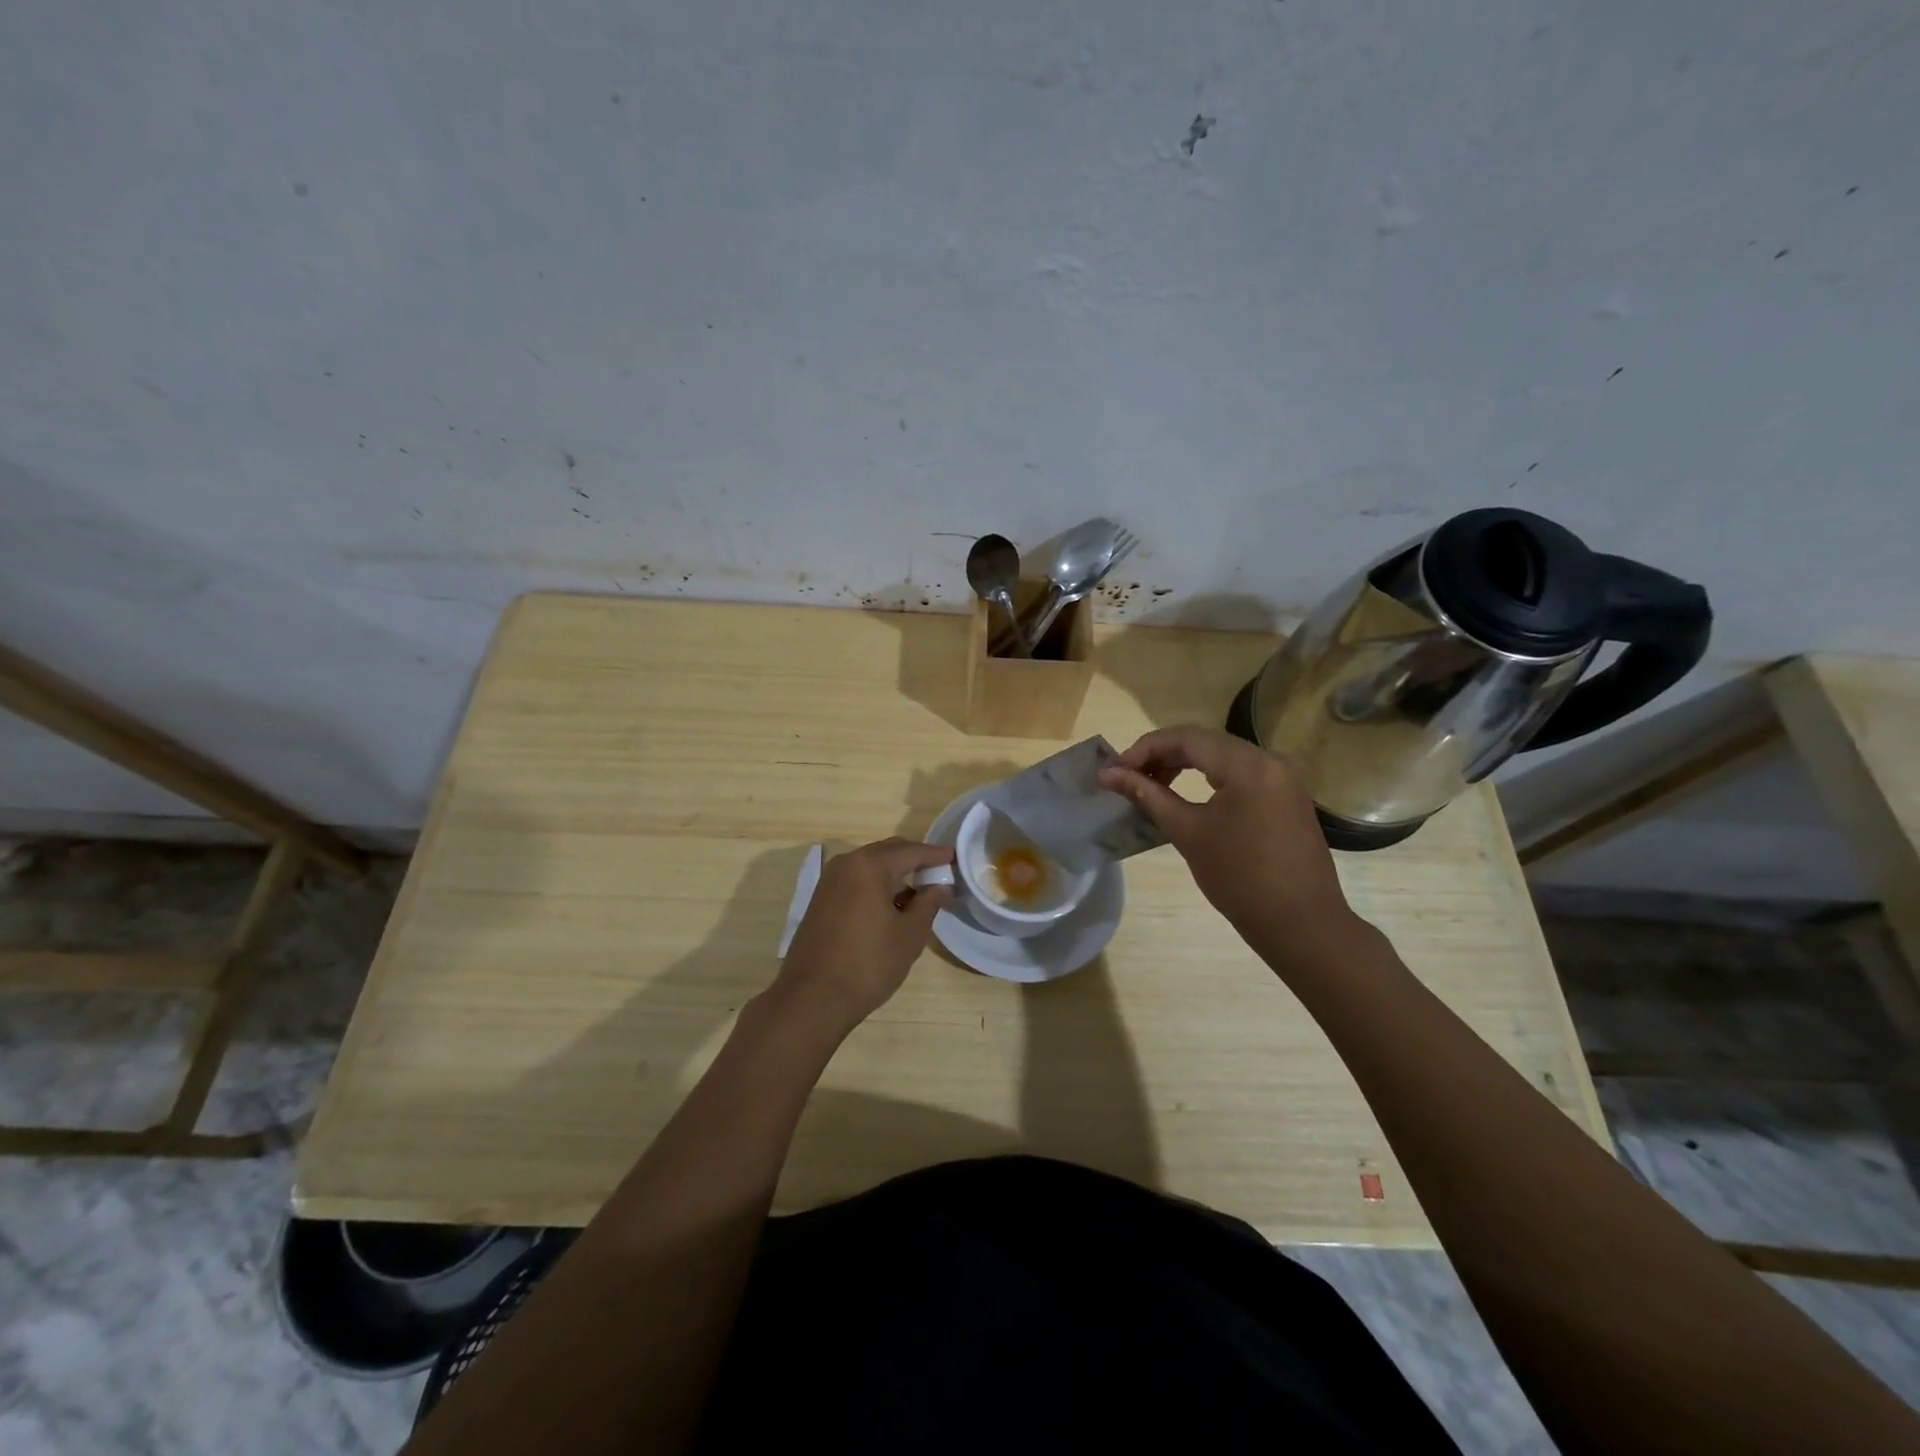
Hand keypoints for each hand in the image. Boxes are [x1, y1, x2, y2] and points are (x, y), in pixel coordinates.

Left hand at [771, 838, 953, 1034]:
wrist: (812, 999)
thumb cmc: (868, 964)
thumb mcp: (910, 935)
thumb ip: (929, 903)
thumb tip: (941, 886)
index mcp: (869, 865)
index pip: (911, 851)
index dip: (936, 855)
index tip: (955, 858)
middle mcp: (846, 864)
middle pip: (888, 852)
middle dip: (915, 861)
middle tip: (940, 875)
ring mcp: (829, 881)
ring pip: (871, 867)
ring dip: (895, 875)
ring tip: (919, 895)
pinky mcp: (821, 899)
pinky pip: (856, 881)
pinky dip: (877, 886)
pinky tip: (892, 907)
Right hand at [1098, 726, 1355, 945]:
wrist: (1300, 924)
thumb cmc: (1239, 879)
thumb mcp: (1187, 833)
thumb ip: (1147, 795)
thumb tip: (1108, 775)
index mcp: (1248, 765)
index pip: (1187, 738)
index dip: (1146, 748)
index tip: (1116, 770)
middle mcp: (1270, 759)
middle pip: (1205, 742)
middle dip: (1163, 755)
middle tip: (1129, 777)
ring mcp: (1283, 777)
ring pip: (1222, 755)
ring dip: (1184, 764)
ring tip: (1152, 786)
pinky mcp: (1287, 794)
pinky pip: (1240, 772)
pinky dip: (1208, 777)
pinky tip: (1186, 794)